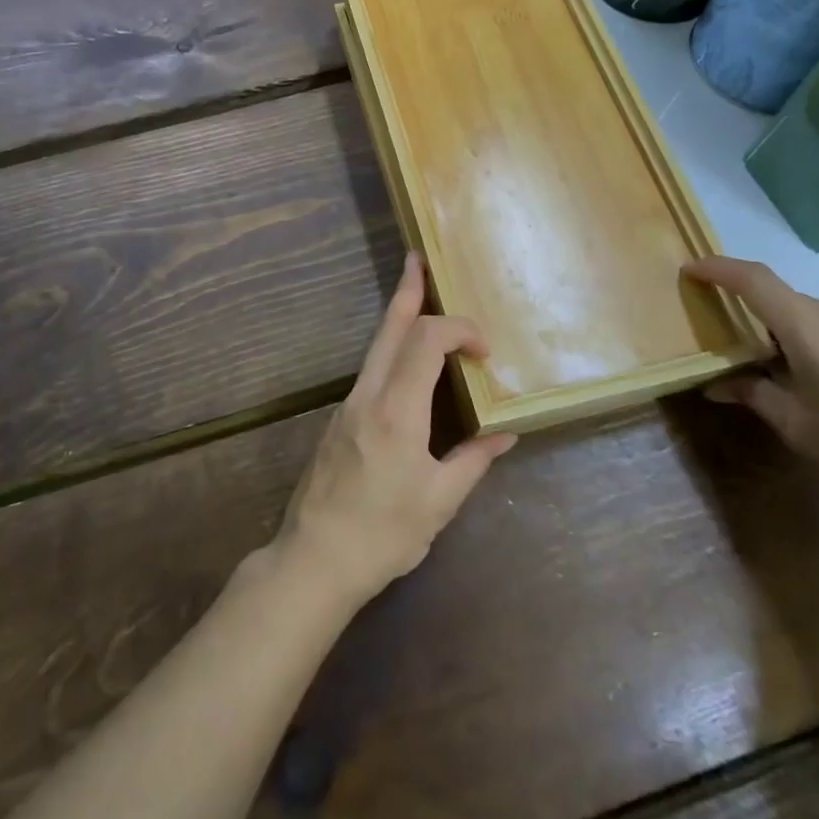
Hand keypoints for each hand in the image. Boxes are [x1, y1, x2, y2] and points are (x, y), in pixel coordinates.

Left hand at [273, 254, 514, 609]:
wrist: (313, 559)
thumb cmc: (382, 535)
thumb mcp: (439, 502)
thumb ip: (473, 460)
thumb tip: (505, 435)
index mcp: (397, 411)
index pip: (426, 341)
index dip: (458, 330)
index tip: (484, 352)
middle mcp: (368, 395)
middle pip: (389, 328)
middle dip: (407, 291)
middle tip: (418, 259)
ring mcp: (348, 404)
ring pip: (376, 345)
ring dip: (398, 316)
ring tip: (415, 293)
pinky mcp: (340, 418)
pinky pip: (371, 369)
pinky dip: (392, 349)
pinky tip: (405, 360)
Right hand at [684, 255, 818, 530]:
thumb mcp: (799, 428)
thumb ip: (754, 395)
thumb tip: (716, 385)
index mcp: (814, 331)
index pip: (756, 281)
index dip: (719, 269)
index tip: (689, 270)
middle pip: (781, 298)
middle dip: (746, 309)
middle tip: (721, 336)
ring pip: (808, 315)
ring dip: (778, 329)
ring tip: (764, 366)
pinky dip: (807, 341)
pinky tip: (810, 380)